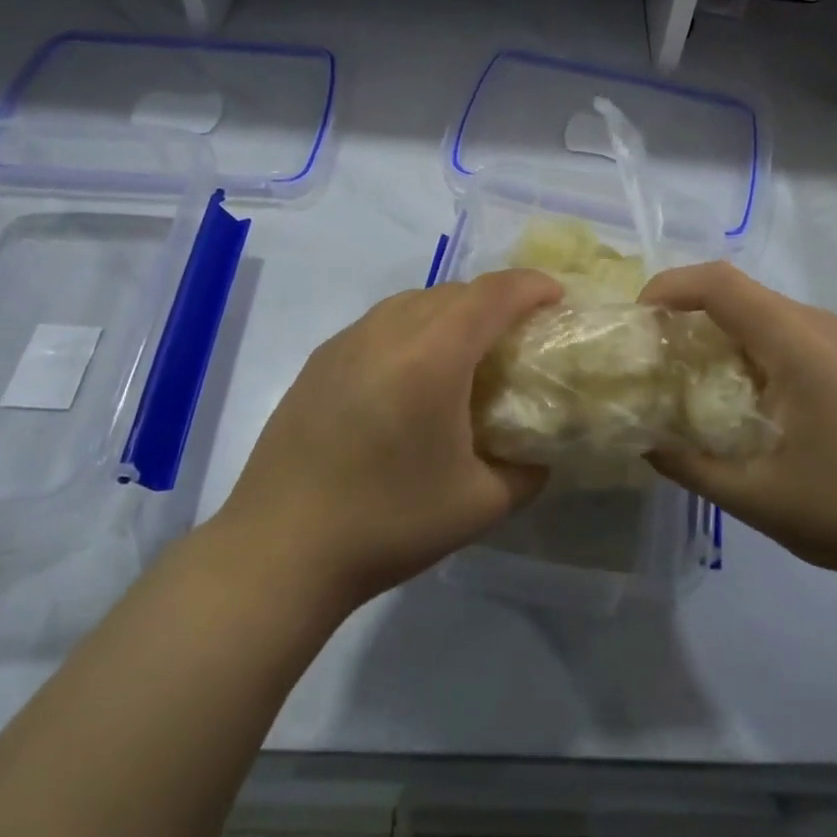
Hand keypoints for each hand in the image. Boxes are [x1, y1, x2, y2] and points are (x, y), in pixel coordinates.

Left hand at [213, 271, 562, 615]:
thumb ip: (527, 471)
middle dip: (496, 299)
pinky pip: (381, 322)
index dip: (532, 286)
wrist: (278, 550)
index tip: (557, 299)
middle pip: (455, 291)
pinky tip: (412, 373)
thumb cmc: (387, 523)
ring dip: (452, 310)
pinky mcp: (320, 360)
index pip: (493, 293)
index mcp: (433, 355)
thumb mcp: (480, 505)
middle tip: (519, 333)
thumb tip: (541, 454)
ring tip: (468, 349)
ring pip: (414, 300)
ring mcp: (348, 341)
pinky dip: (413, 327)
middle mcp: (389, 330)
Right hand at [640, 263, 836, 585]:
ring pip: (755, 305)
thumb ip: (687, 464)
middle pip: (734, 288)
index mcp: (797, 346)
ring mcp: (832, 337)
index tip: (636, 320)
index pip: (721, 285)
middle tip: (649, 347)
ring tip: (679, 364)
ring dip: (711, 322)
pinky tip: (726, 381)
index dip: (670, 287)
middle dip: (683, 305)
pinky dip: (738, 338)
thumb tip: (641, 439)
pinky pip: (776, 325)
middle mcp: (816, 326)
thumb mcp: (751, 496)